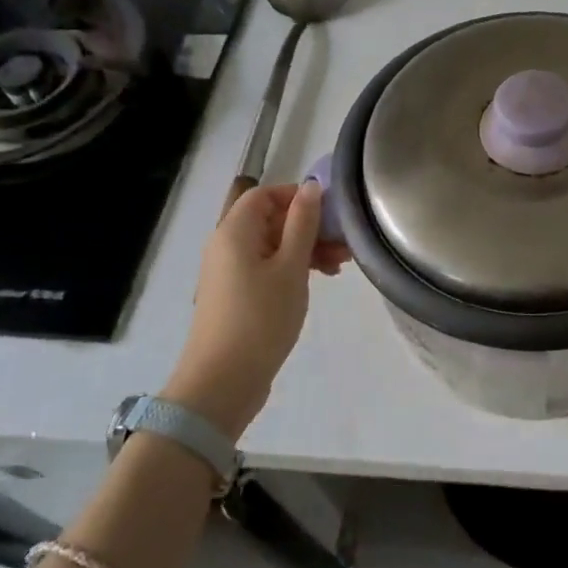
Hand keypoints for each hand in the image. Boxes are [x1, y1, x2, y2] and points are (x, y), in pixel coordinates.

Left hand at [165, 181, 351, 436]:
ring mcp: (229, 272)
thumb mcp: (291, 267)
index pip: (264, 194)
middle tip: (345, 244)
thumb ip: (302, 223)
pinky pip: (266, 267)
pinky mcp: (236, 295)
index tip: (330, 212)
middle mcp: (226, 245)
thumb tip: (310, 186)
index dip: (296, 196)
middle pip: (269, 220)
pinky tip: (318, 281)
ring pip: (272, 245)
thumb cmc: (261, 318)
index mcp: (234, 231)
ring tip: (340, 267)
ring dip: (305, 249)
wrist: (223, 381)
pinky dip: (292, 268)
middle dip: (308, 226)